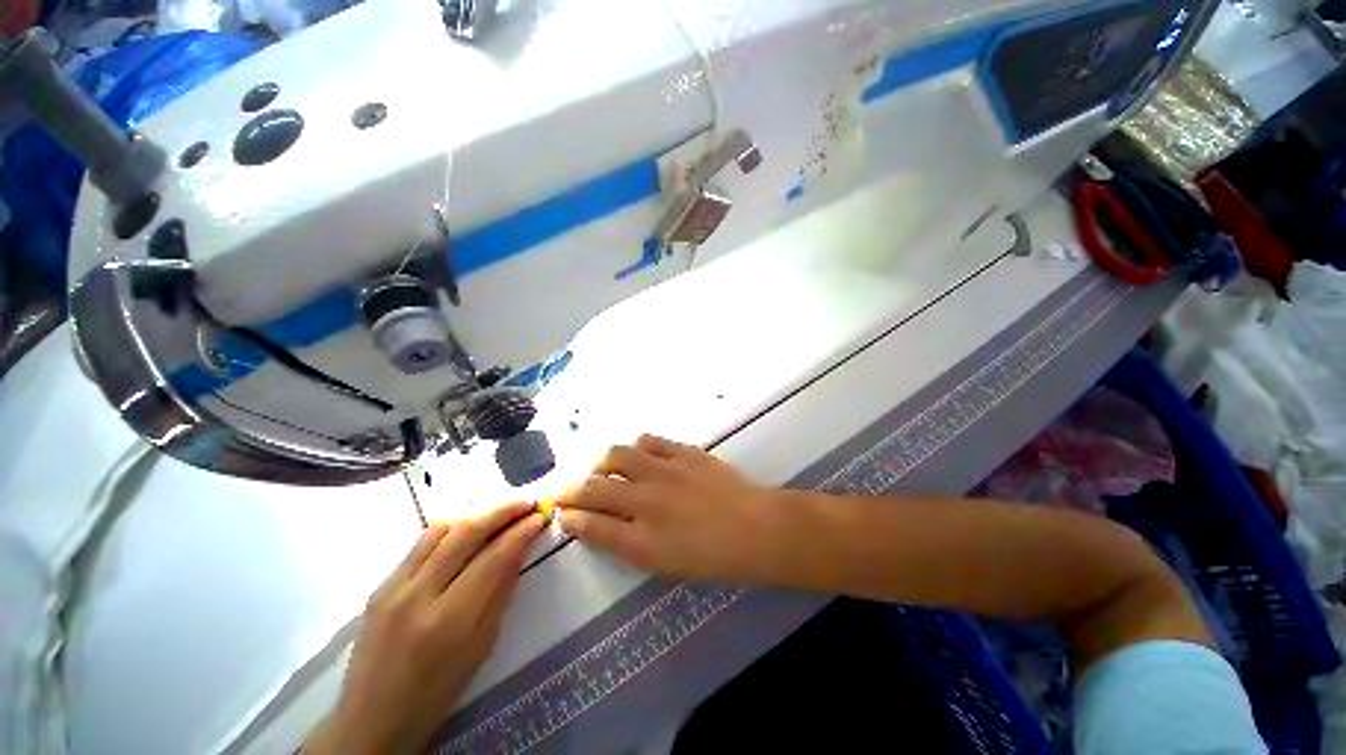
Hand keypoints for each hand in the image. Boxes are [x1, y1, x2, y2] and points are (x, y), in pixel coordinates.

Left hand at [305, 503, 545, 754]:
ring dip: (476, 516)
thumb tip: (520, 551)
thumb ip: (501, 594)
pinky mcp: (380, 585)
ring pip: (441, 531)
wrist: (371, 719)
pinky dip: (450, 531)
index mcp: (449, 620)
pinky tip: (466, 533)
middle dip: (502, 512)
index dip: (521, 532)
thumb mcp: (481, 647)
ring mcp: (393, 588)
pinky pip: (419, 545)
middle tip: (526, 503)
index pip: (494, 558)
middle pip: (466, 534)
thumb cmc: (437, 692)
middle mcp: (418, 595)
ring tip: (500, 513)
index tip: (540, 517)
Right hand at [556, 435, 782, 583]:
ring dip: (603, 463)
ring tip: (606, 469)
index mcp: (642, 541)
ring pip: (617, 455)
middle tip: (566, 488)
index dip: (570, 518)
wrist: (759, 529)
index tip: (561, 512)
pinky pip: (650, 441)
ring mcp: (666, 471)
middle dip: (570, 488)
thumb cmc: (716, 558)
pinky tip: (641, 454)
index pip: (590, 525)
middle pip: (593, 487)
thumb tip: (606, 524)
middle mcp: (647, 502)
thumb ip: (631, 543)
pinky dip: (639, 447)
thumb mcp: (667, 565)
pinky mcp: (684, 452)